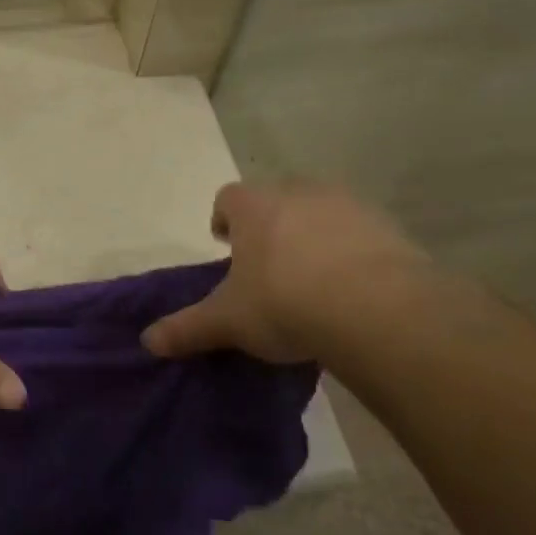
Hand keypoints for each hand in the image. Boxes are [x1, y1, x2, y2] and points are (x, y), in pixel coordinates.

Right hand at [141, 182, 430, 363]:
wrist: (377, 310)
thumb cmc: (284, 303)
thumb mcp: (228, 321)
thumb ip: (187, 328)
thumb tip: (147, 341)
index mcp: (255, 207)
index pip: (228, 198)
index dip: (223, 219)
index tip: (225, 244)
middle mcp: (299, 193)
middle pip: (275, 199)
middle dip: (268, 226)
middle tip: (267, 265)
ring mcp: (348, 205)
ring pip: (319, 212)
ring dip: (311, 235)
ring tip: (311, 279)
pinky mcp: (388, 227)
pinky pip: (360, 233)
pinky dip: (351, 251)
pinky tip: (352, 288)